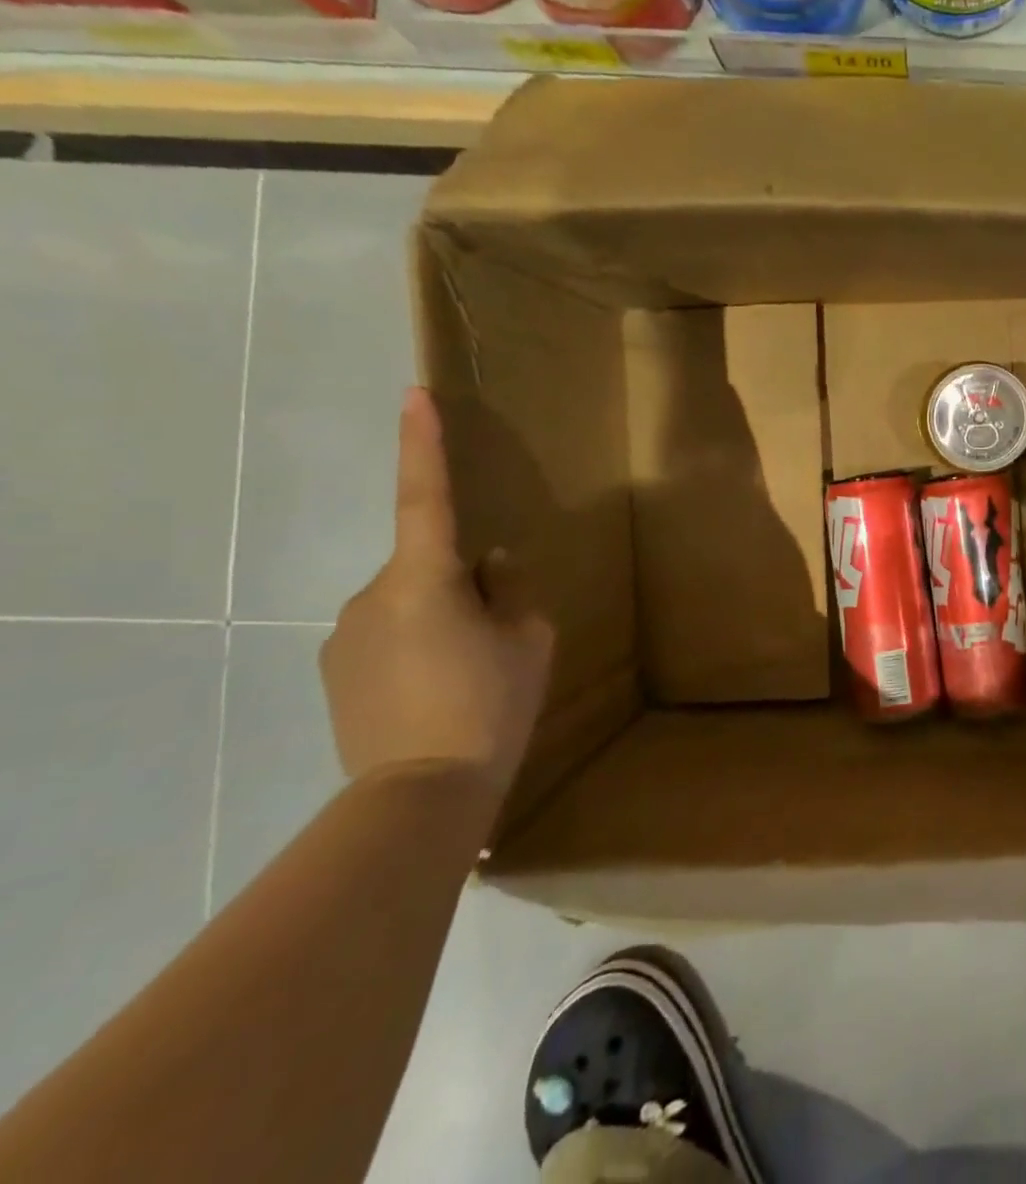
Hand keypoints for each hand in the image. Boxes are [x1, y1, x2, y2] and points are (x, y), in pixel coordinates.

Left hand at [320, 388, 553, 797]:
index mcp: (426, 578)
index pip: (426, 497)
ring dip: (440, 618)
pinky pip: (386, 635)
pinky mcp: (335, 670)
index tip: (413, 395)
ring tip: (468, 673)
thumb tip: (490, 564)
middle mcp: (372, 595)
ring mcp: (345, 635)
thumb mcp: (529, 639)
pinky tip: (436, 690)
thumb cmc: (490, 703)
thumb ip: (511, 590)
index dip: (422, 444)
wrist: (422, 792)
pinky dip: (417, 647)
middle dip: (461, 584)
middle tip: (498, 636)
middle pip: (427, 565)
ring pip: (408, 602)